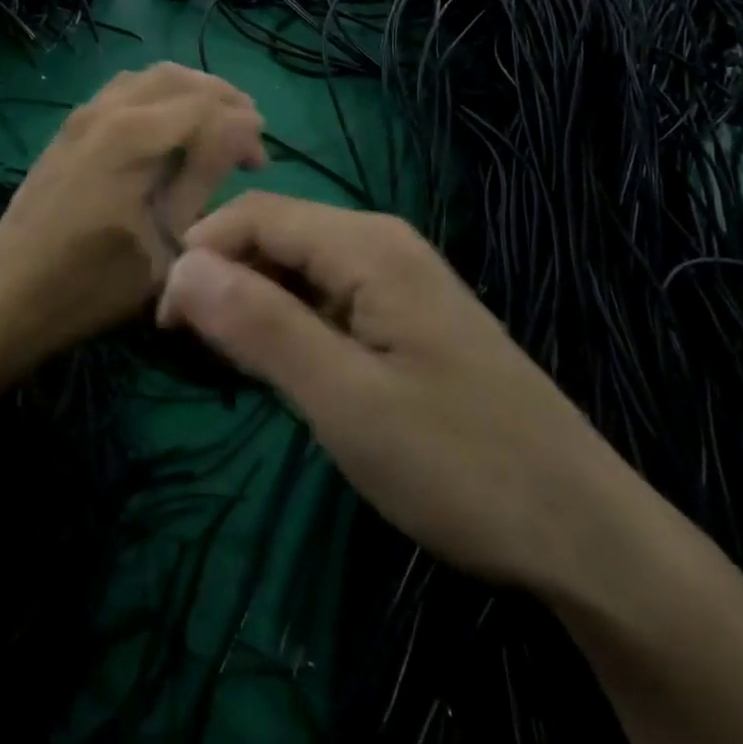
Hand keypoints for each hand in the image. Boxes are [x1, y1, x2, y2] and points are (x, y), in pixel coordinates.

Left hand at [0, 63, 265, 375]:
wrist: (11, 294)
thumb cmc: (95, 281)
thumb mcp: (166, 239)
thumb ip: (205, 174)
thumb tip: (243, 128)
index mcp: (134, 134)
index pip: (207, 106)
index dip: (244, 127)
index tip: (260, 164)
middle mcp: (107, 109)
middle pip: (179, 77)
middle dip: (221, 98)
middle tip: (246, 134)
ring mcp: (82, 115)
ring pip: (149, 77)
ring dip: (189, 92)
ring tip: (214, 125)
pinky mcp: (69, 128)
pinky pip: (122, 90)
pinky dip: (157, 96)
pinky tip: (168, 127)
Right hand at [157, 192, 627, 591]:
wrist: (580, 530)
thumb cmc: (457, 463)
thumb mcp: (344, 399)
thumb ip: (259, 325)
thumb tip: (180, 267)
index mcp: (366, 244)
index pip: (255, 214)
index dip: (200, 253)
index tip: (162, 319)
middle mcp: (380, 243)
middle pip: (275, 234)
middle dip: (223, 278)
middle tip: (190, 349)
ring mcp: (395, 278)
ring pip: (297, 267)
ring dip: (252, 303)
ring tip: (226, 362)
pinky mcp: (402, 315)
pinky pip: (325, 297)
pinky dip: (288, 322)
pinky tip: (279, 366)